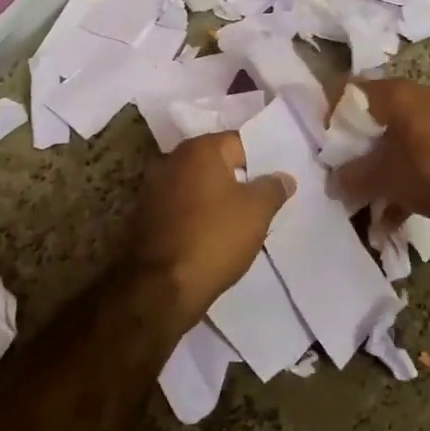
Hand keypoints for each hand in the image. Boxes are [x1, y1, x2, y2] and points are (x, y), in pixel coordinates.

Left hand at [125, 132, 293, 333]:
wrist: (162, 288)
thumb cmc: (215, 238)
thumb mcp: (257, 211)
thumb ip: (273, 188)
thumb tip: (283, 177)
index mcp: (200, 149)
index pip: (240, 142)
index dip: (262, 161)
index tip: (276, 182)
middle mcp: (172, 159)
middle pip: (217, 162)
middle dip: (239, 178)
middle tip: (263, 200)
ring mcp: (154, 188)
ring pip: (199, 186)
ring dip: (217, 198)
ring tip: (241, 220)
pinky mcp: (146, 216)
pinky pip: (183, 207)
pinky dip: (198, 215)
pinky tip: (214, 234)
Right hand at [332, 80, 429, 230]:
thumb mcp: (385, 177)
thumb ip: (353, 178)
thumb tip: (332, 183)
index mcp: (396, 95)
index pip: (349, 91)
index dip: (330, 116)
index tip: (322, 147)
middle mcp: (414, 101)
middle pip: (369, 120)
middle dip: (350, 151)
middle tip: (336, 176)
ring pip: (390, 144)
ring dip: (373, 173)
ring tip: (358, 205)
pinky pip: (411, 161)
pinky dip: (398, 184)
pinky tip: (387, 221)